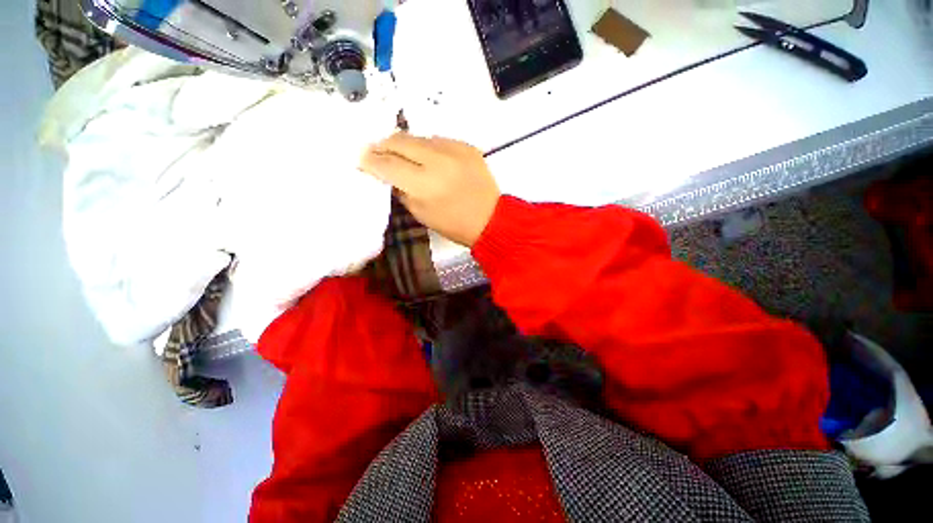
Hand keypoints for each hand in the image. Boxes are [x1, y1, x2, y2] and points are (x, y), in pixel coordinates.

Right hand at [360, 133, 500, 246]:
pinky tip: (428, 158)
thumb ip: (401, 189)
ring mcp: (455, 150)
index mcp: (425, 184)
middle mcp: (438, 161)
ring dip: (405, 145)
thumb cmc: (454, 224)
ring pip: (418, 137)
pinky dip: (428, 147)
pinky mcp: (467, 146)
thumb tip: (387, 174)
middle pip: (400, 141)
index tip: (361, 159)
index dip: (370, 161)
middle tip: (375, 151)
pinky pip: (438, 140)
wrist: (491, 219)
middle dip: (383, 145)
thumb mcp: (421, 213)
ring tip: (401, 154)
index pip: (388, 164)